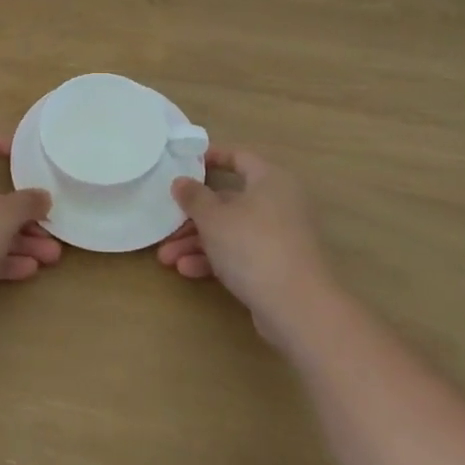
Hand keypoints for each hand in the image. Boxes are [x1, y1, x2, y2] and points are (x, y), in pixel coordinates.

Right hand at [157, 147, 335, 348]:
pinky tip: (187, 271)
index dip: (211, 157)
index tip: (184, 164)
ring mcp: (280, 237)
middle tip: (166, 226)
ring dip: (198, 242)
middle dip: (193, 217)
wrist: (298, 308)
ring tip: (166, 258)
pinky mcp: (278, 266)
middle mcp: (279, 203)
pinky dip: (216, 259)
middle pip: (228, 201)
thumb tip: (181, 181)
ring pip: (231, 231)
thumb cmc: (253, 246)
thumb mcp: (214, 218)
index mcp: (270, 180)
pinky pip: (241, 254)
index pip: (239, 157)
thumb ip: (193, 197)